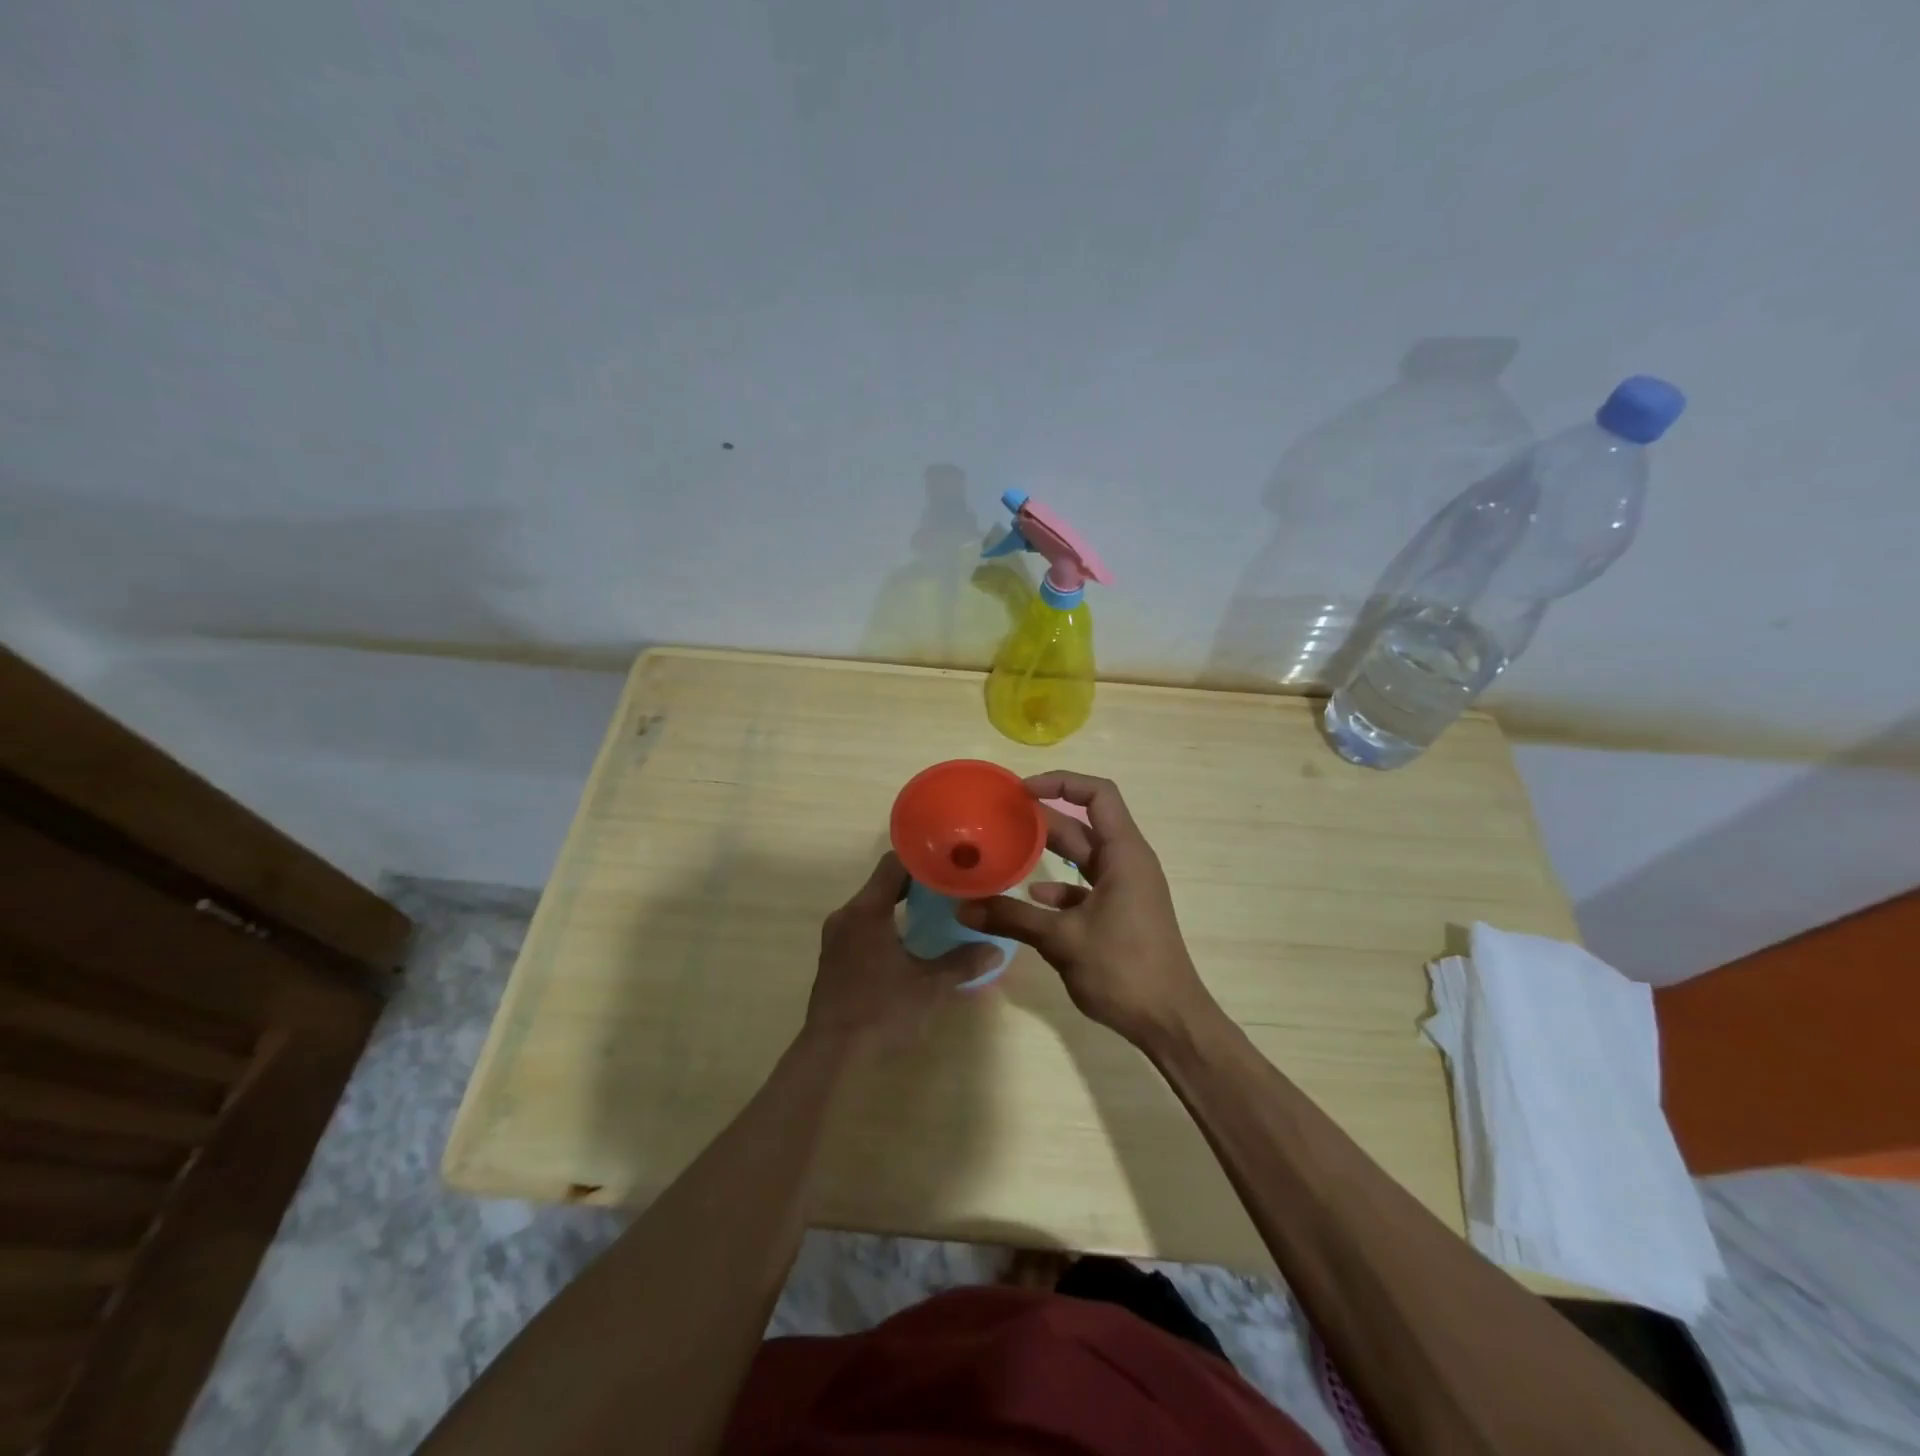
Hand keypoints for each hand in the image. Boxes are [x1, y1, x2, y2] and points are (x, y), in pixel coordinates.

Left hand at [804, 853, 995, 1052]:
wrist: (832, 1055)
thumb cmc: (881, 1012)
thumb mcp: (929, 987)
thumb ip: (962, 963)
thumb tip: (995, 948)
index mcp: (866, 911)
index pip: (893, 863)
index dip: (923, 857)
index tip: (950, 859)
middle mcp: (847, 915)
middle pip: (883, 882)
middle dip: (918, 881)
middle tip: (952, 885)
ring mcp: (837, 936)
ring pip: (873, 904)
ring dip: (902, 903)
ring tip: (938, 908)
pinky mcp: (835, 956)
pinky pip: (864, 924)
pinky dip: (888, 921)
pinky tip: (911, 937)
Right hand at [958, 771, 1215, 1047]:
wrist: (1170, 1021)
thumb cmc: (1124, 969)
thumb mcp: (1062, 940)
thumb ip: (1012, 918)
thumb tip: (964, 908)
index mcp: (1124, 854)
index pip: (1097, 795)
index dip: (1061, 783)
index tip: (1021, 792)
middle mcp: (1126, 863)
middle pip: (1083, 825)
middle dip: (1042, 820)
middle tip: (999, 820)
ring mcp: (1124, 889)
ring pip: (1081, 858)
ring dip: (1047, 853)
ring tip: (1005, 853)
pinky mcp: (1119, 913)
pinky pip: (1084, 887)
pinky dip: (1058, 888)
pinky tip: (1030, 899)